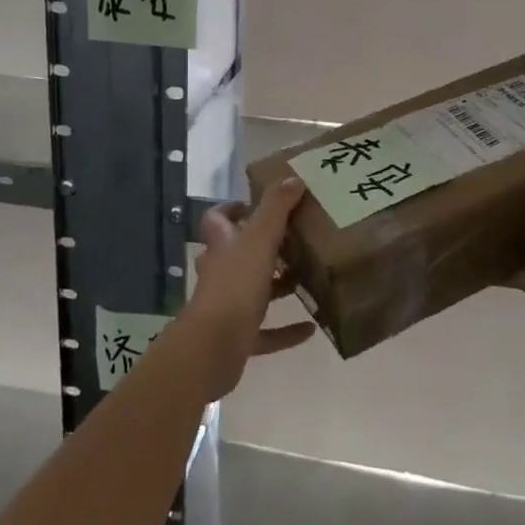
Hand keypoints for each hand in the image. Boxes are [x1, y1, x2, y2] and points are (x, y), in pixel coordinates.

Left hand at [177, 177, 316, 400]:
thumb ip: (276, 208)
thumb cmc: (235, 285)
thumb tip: (293, 178)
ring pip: (252, 291)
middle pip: (237, 254)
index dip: (231, 209)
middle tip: (295, 239)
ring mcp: (227, 307)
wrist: (214, 346)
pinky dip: (286, 331)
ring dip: (277, 287)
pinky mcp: (238, 337)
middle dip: (262, 247)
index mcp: (222, 246)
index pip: (217, 219)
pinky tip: (311, 328)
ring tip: (307, 278)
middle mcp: (221, 273)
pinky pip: (266, 333)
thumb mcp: (260, 239)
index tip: (255, 205)